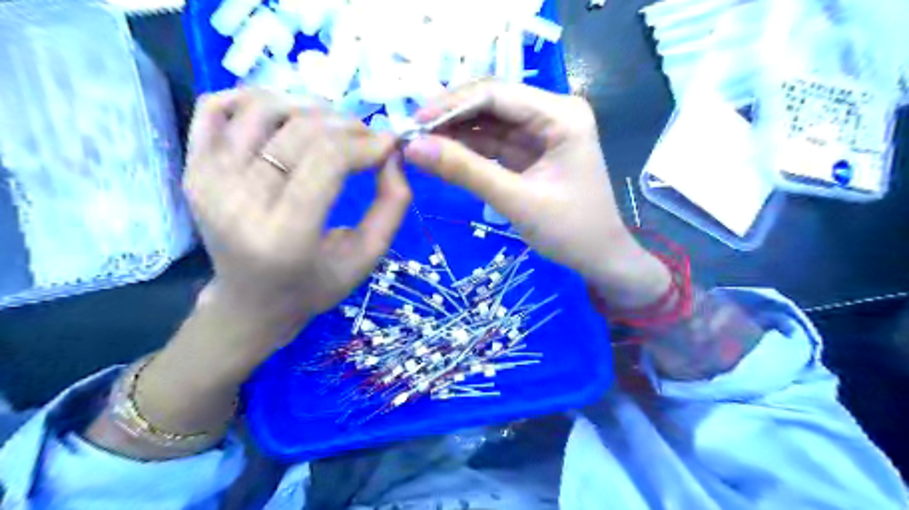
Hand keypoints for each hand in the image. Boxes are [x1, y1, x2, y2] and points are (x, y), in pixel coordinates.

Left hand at [183, 88, 411, 353]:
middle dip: (346, 125)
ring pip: (261, 107)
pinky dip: (254, 97)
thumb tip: (393, 152)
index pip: (327, 160)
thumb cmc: (315, 285)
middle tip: (368, 138)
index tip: (390, 144)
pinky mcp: (192, 167)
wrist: (250, 302)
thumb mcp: (367, 256)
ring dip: (308, 107)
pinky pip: (216, 106)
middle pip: (299, 131)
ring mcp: (207, 180)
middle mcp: (238, 202)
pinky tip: (285, 116)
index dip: (365, 142)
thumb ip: (392, 204)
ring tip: (333, 127)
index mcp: (285, 236)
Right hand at [402, 83, 665, 308]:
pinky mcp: (532, 150)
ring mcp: (542, 131)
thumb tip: (413, 147)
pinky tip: (441, 154)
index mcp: (561, 114)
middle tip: (410, 134)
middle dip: (450, 117)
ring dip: (455, 133)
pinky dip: (468, 149)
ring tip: (418, 144)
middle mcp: (552, 113)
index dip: (451, 105)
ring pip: (489, 123)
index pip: (496, 94)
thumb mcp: (516, 200)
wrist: (599, 257)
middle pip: (491, 103)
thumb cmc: (569, 230)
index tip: (413, 123)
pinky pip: (494, 143)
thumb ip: (465, 171)